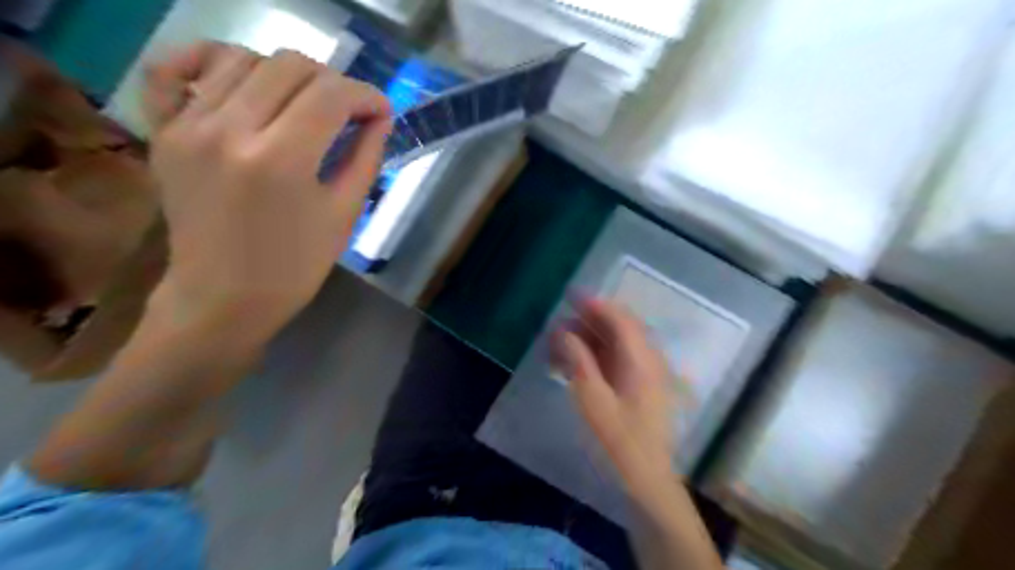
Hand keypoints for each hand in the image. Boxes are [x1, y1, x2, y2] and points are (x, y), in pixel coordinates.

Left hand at [142, 45, 392, 342]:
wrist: (224, 297)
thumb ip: (365, 157)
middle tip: (347, 111)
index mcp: (282, 160)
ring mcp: (189, 126)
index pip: (331, 94)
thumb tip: (380, 117)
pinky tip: (236, 77)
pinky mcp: (164, 131)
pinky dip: (206, 59)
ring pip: (242, 58)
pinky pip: (172, 69)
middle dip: (332, 82)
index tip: (381, 112)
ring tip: (303, 103)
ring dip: (285, 74)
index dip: (366, 95)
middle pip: (290, 65)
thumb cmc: (295, 265)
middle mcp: (230, 130)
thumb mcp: (344, 214)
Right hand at [554, 295, 672, 490]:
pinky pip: (616, 361)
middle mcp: (648, 361)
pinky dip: (595, 357)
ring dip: (589, 339)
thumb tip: (564, 331)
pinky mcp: (640, 388)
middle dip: (589, 321)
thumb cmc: (619, 442)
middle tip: (558, 324)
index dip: (596, 305)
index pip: (620, 320)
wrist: (647, 481)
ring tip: (559, 344)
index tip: (570, 296)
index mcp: (641, 361)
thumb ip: (579, 360)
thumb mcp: (593, 400)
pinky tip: (573, 364)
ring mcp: (645, 375)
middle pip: (620, 329)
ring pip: (616, 345)